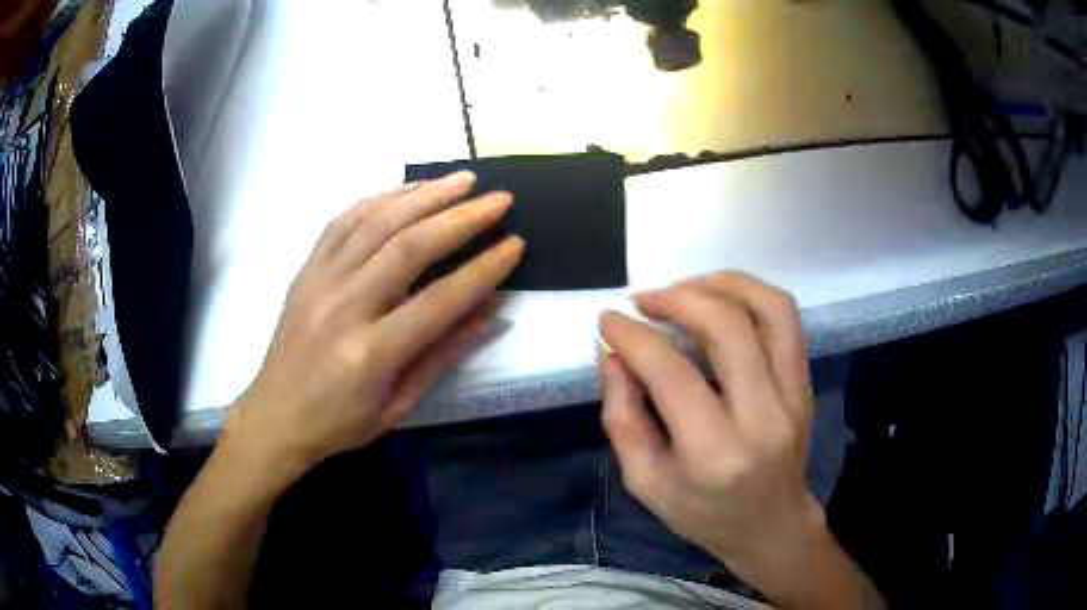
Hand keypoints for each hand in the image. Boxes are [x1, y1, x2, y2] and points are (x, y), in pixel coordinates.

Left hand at [225, 171, 522, 482]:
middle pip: (409, 247)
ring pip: (376, 222)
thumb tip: (493, 311)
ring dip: (424, 195)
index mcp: (371, 353)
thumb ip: (444, 353)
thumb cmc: (340, 422)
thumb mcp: (399, 405)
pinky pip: (343, 221)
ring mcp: (319, 281)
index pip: (439, 300)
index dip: (483, 269)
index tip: (515, 245)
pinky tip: (408, 190)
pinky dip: (380, 198)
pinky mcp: (306, 270)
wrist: (275, 415)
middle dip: (461, 218)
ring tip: (462, 179)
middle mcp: (343, 306)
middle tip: (499, 199)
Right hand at [600, 273, 824, 601]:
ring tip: (685, 289)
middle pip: (727, 327)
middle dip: (677, 298)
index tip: (609, 319)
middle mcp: (762, 416)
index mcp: (714, 452)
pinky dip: (751, 293)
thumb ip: (622, 415)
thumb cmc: (702, 512)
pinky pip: (786, 318)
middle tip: (644, 301)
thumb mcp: (644, 480)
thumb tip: (613, 353)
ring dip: (721, 284)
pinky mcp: (805, 382)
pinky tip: (720, 300)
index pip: (671, 372)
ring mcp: (794, 394)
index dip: (633, 336)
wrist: (770, 524)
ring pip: (769, 309)